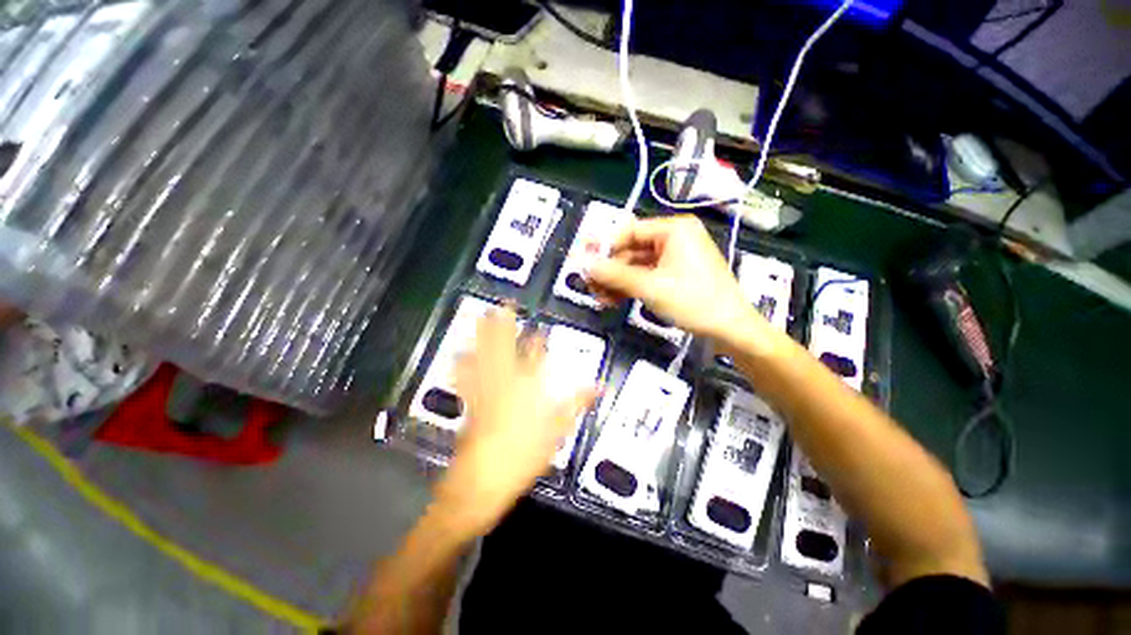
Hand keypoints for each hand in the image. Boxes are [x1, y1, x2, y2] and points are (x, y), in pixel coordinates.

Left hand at [434, 306, 596, 537]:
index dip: (538, 339)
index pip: (537, 357)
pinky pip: (465, 377)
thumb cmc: (526, 453)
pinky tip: (457, 353)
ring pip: (483, 355)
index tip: (539, 327)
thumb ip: (578, 403)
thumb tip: (599, 386)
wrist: (485, 478)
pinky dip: (462, 364)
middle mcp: (506, 382)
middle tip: (504, 305)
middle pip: (505, 347)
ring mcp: (485, 389)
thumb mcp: (559, 430)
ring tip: (481, 317)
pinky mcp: (471, 401)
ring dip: (482, 336)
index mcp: (529, 387)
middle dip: (505, 325)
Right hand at [585, 215, 764, 346]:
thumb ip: (614, 274)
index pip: (629, 231)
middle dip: (609, 270)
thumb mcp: (649, 287)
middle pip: (631, 250)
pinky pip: (646, 276)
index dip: (604, 247)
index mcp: (674, 230)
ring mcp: (675, 258)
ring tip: (599, 298)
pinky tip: (614, 300)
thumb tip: (584, 264)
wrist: (730, 329)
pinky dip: (630, 287)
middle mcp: (674, 239)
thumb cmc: (693, 300)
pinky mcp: (674, 275)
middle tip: (589, 286)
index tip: (584, 262)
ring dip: (617, 281)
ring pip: (636, 266)